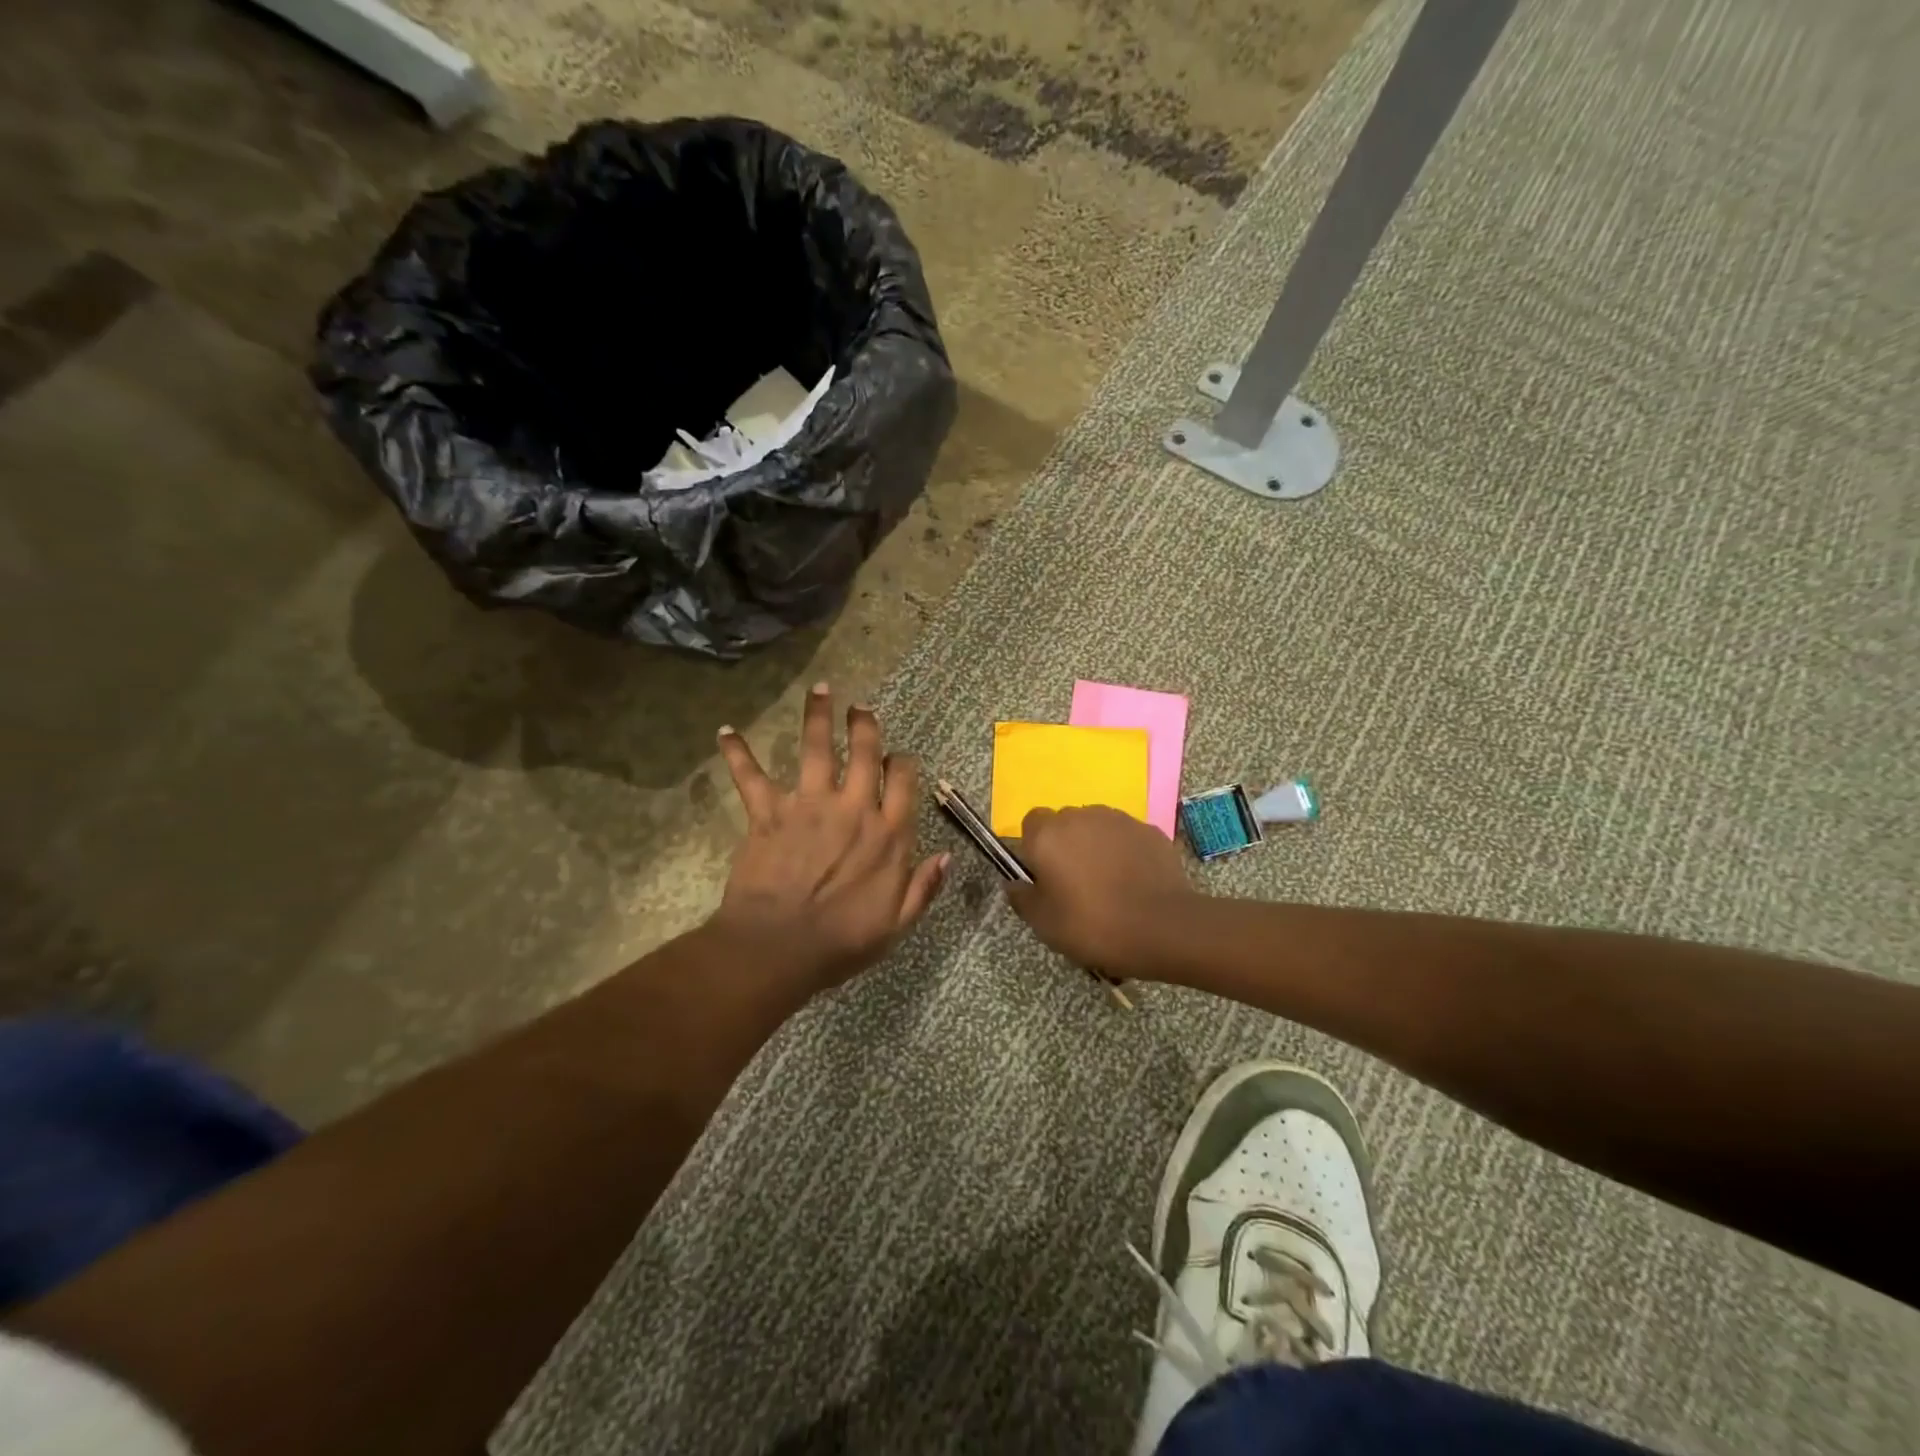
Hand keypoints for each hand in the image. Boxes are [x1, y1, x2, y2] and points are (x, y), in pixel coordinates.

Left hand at [712, 683, 946, 990]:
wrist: (779, 948)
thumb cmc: (841, 942)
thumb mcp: (896, 924)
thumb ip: (923, 888)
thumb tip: (946, 857)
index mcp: (888, 834)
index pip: (903, 782)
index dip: (903, 764)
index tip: (899, 757)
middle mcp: (853, 808)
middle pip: (865, 753)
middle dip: (865, 725)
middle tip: (861, 706)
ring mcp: (809, 805)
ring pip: (817, 749)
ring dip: (818, 716)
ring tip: (821, 689)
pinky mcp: (769, 813)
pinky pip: (751, 777)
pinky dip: (737, 753)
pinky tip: (725, 731)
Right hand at [1006, 806, 1199, 975]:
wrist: (1164, 927)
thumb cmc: (1094, 925)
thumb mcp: (1045, 924)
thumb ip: (1022, 898)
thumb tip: (1014, 884)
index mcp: (1048, 834)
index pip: (1031, 823)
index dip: (1035, 847)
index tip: (1045, 877)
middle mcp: (1081, 816)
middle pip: (1064, 823)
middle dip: (1066, 846)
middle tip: (1075, 885)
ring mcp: (1118, 820)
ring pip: (1096, 827)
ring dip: (1096, 846)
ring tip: (1108, 884)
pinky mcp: (1148, 830)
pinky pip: (1125, 837)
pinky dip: (1125, 852)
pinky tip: (1134, 882)